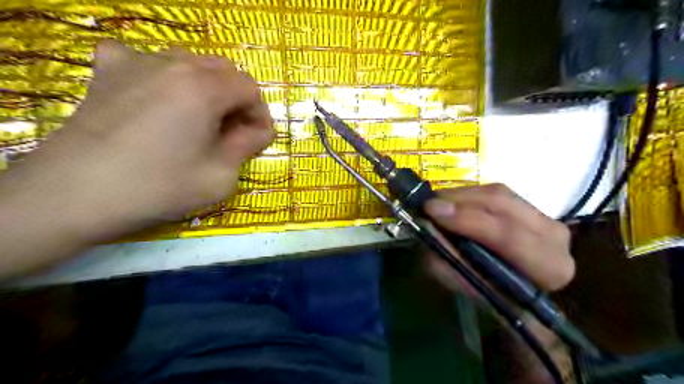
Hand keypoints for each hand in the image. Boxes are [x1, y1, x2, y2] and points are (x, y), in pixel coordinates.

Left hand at [2, 41, 273, 241]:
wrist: (76, 194)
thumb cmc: (160, 186)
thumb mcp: (222, 176)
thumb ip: (249, 146)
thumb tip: (260, 130)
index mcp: (205, 88)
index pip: (250, 88)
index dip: (259, 114)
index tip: (255, 139)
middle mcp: (174, 64)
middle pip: (223, 70)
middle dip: (236, 100)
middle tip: (230, 131)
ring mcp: (136, 62)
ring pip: (190, 63)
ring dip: (206, 88)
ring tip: (197, 118)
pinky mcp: (108, 71)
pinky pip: (145, 59)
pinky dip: (161, 76)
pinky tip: (156, 97)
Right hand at [420, 185, 572, 382]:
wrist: (519, 289)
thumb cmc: (494, 294)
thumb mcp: (467, 287)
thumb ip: (448, 262)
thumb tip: (429, 229)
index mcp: (548, 267)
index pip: (508, 236)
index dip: (467, 221)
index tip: (432, 212)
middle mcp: (555, 237)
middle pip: (503, 205)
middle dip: (460, 202)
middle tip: (429, 205)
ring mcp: (546, 216)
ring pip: (498, 194)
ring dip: (462, 196)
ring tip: (437, 204)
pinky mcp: (532, 205)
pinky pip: (496, 191)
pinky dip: (469, 194)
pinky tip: (453, 202)